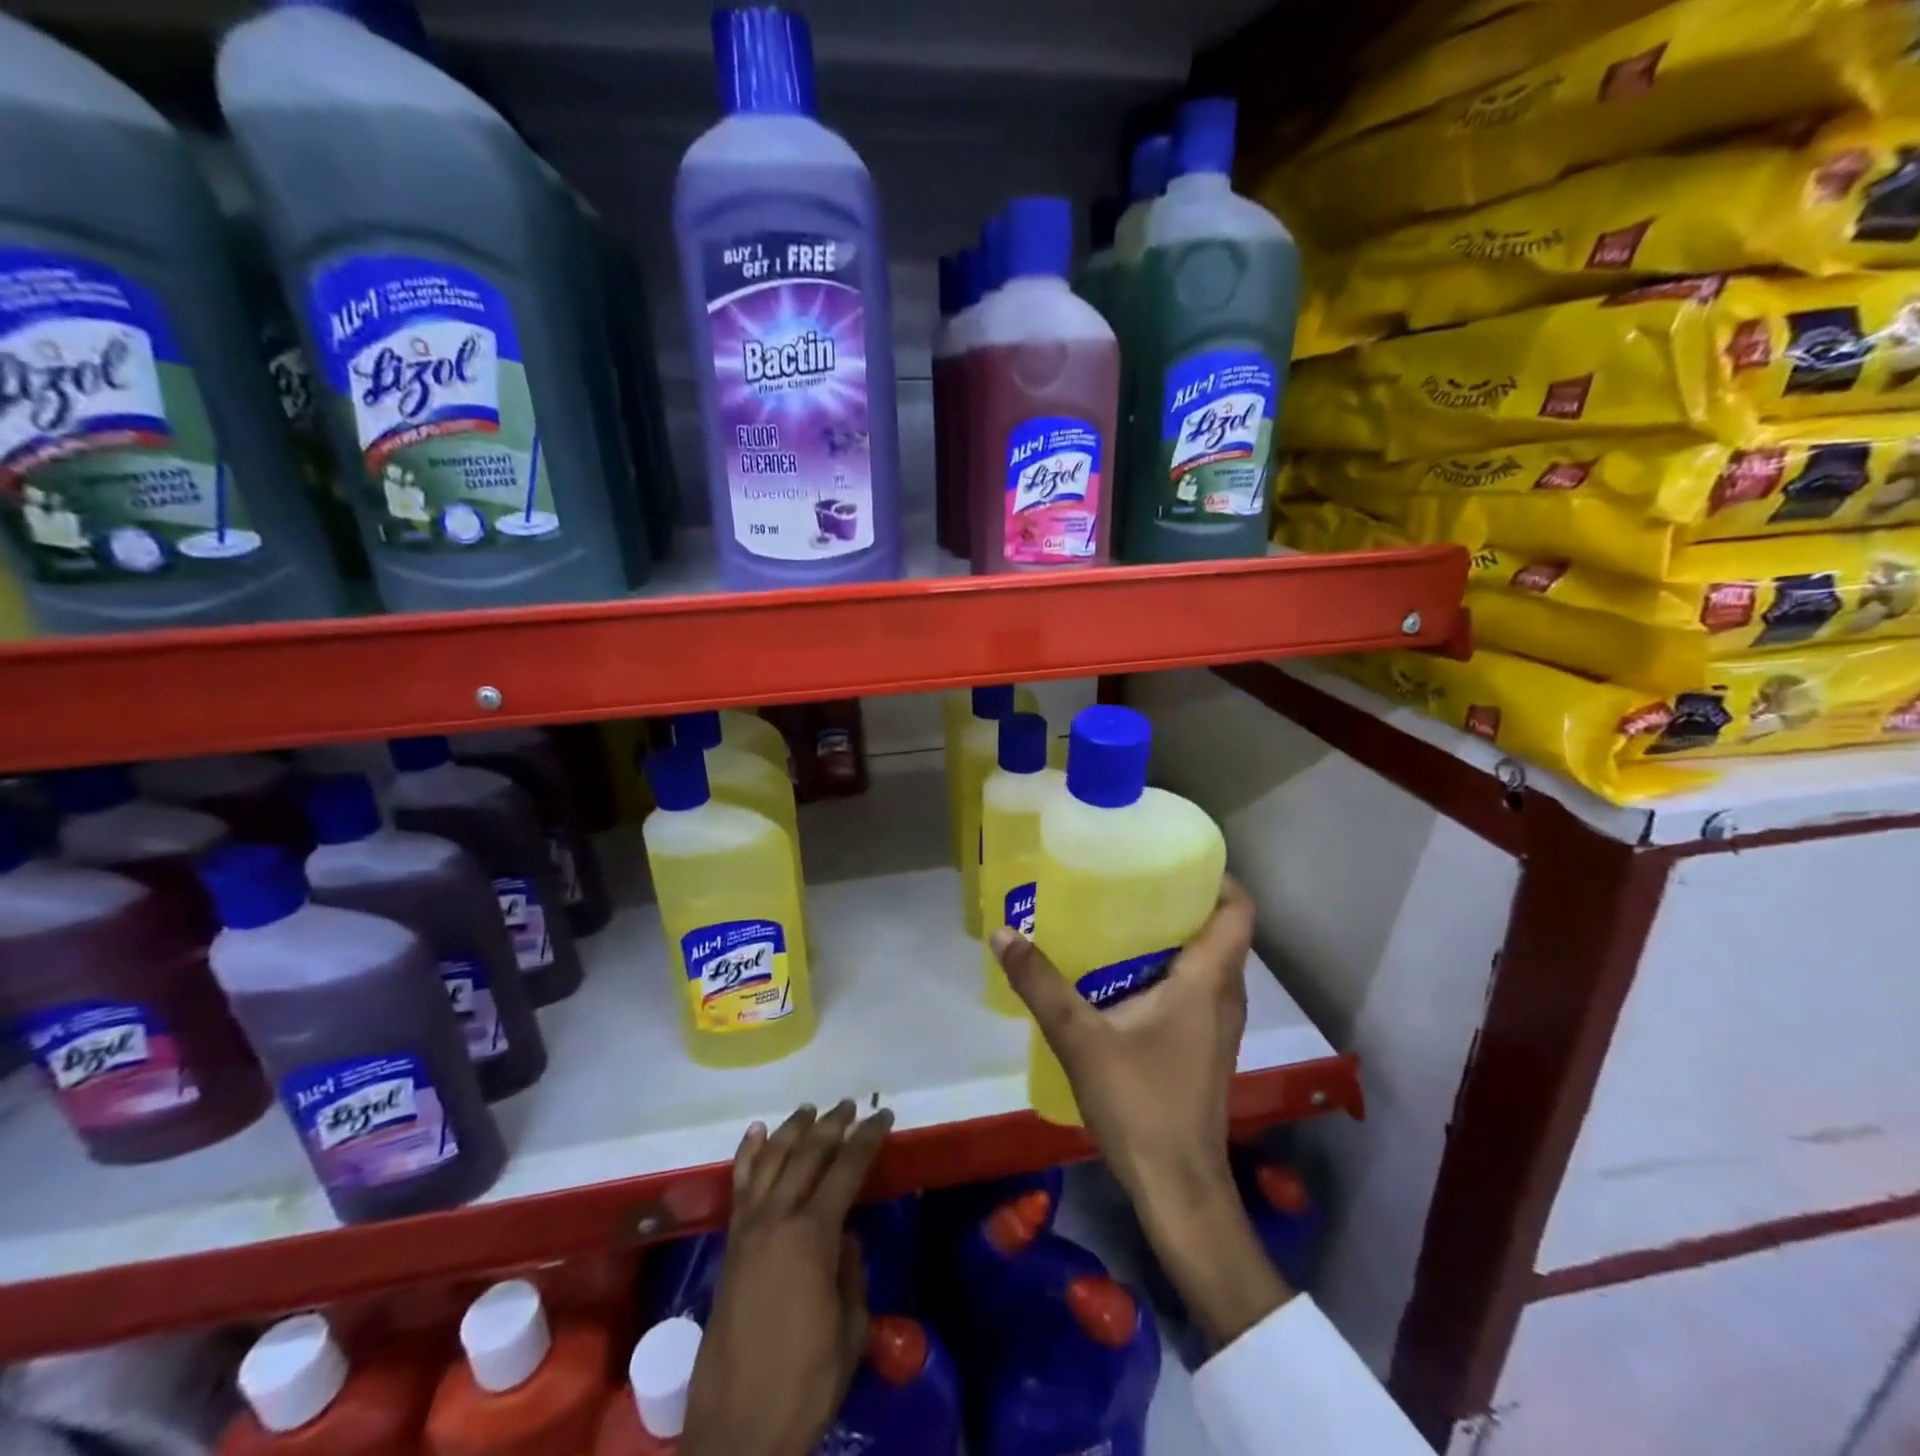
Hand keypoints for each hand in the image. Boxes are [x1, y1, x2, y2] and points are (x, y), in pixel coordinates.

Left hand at [682, 1100, 893, 1455]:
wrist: (737, 1430)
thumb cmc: (806, 1382)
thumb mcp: (851, 1328)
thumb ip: (851, 1271)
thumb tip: (845, 1235)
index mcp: (812, 1235)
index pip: (846, 1168)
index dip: (867, 1138)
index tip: (883, 1115)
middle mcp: (777, 1219)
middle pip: (807, 1154)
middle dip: (832, 1124)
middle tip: (850, 1105)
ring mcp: (748, 1229)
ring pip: (771, 1159)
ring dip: (792, 1129)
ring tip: (810, 1109)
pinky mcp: (729, 1245)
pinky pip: (740, 1185)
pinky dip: (749, 1154)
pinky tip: (757, 1133)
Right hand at [991, 875, 1290, 1346]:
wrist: (1178, 1190)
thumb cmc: (1141, 1105)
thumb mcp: (1081, 1039)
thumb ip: (1041, 985)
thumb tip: (1004, 934)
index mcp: (1209, 981)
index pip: (1238, 910)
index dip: (1216, 876)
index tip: (1173, 856)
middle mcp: (1224, 996)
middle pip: (1219, 929)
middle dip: (1180, 899)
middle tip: (1129, 878)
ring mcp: (1218, 1025)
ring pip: (1206, 961)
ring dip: (1172, 935)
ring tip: (1119, 916)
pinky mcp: (1204, 1046)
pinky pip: (1195, 988)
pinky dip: (1167, 969)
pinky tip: (1120, 974)